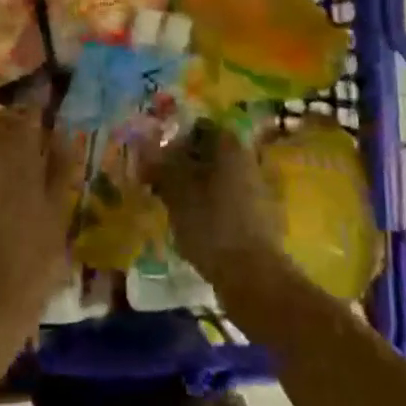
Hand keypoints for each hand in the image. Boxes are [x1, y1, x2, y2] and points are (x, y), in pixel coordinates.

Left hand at [0, 106, 78, 349]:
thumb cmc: (30, 262)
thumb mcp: (58, 215)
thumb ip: (60, 169)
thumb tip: (61, 136)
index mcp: (15, 152)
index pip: (27, 114)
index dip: (38, 114)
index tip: (47, 122)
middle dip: (14, 132)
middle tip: (31, 153)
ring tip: (8, 182)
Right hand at [144, 121, 281, 283]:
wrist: (253, 277)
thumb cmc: (211, 225)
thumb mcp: (177, 193)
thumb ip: (161, 166)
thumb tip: (145, 146)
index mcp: (231, 147)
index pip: (201, 128)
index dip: (176, 139)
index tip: (157, 156)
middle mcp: (249, 161)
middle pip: (211, 153)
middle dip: (186, 163)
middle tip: (160, 181)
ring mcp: (258, 190)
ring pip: (219, 178)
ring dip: (197, 186)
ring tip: (173, 205)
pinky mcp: (260, 217)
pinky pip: (229, 200)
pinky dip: (211, 206)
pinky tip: (194, 224)